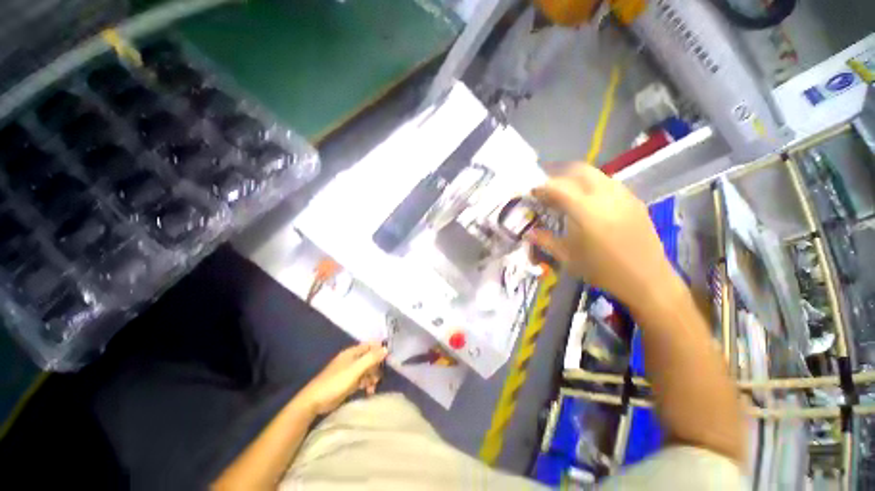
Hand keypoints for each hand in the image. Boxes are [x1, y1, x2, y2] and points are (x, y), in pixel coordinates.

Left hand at [296, 343, 387, 414]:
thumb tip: (386, 349)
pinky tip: (369, 391)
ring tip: (373, 387)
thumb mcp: (355, 369)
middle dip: (377, 366)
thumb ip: (371, 358)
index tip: (389, 358)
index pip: (370, 345)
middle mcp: (352, 359)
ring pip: (367, 369)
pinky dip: (367, 384)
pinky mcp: (348, 382)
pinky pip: (362, 379)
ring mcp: (350, 371)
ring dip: (372, 377)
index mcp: (353, 352)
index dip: (380, 349)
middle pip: (370, 358)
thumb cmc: (336, 382)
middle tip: (379, 377)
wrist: (315, 401)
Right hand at [529, 164, 678, 310]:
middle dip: (559, 175)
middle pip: (579, 170)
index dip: (542, 187)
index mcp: (587, 211)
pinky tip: (588, 203)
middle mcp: (606, 196)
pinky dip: (592, 185)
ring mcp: (623, 195)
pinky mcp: (634, 200)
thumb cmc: (603, 271)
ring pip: (596, 174)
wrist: (648, 280)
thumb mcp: (568, 258)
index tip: (532, 193)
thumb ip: (546, 241)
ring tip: (566, 195)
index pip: (558, 187)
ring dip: (576, 179)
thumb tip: (528, 232)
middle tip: (548, 190)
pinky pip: (609, 183)